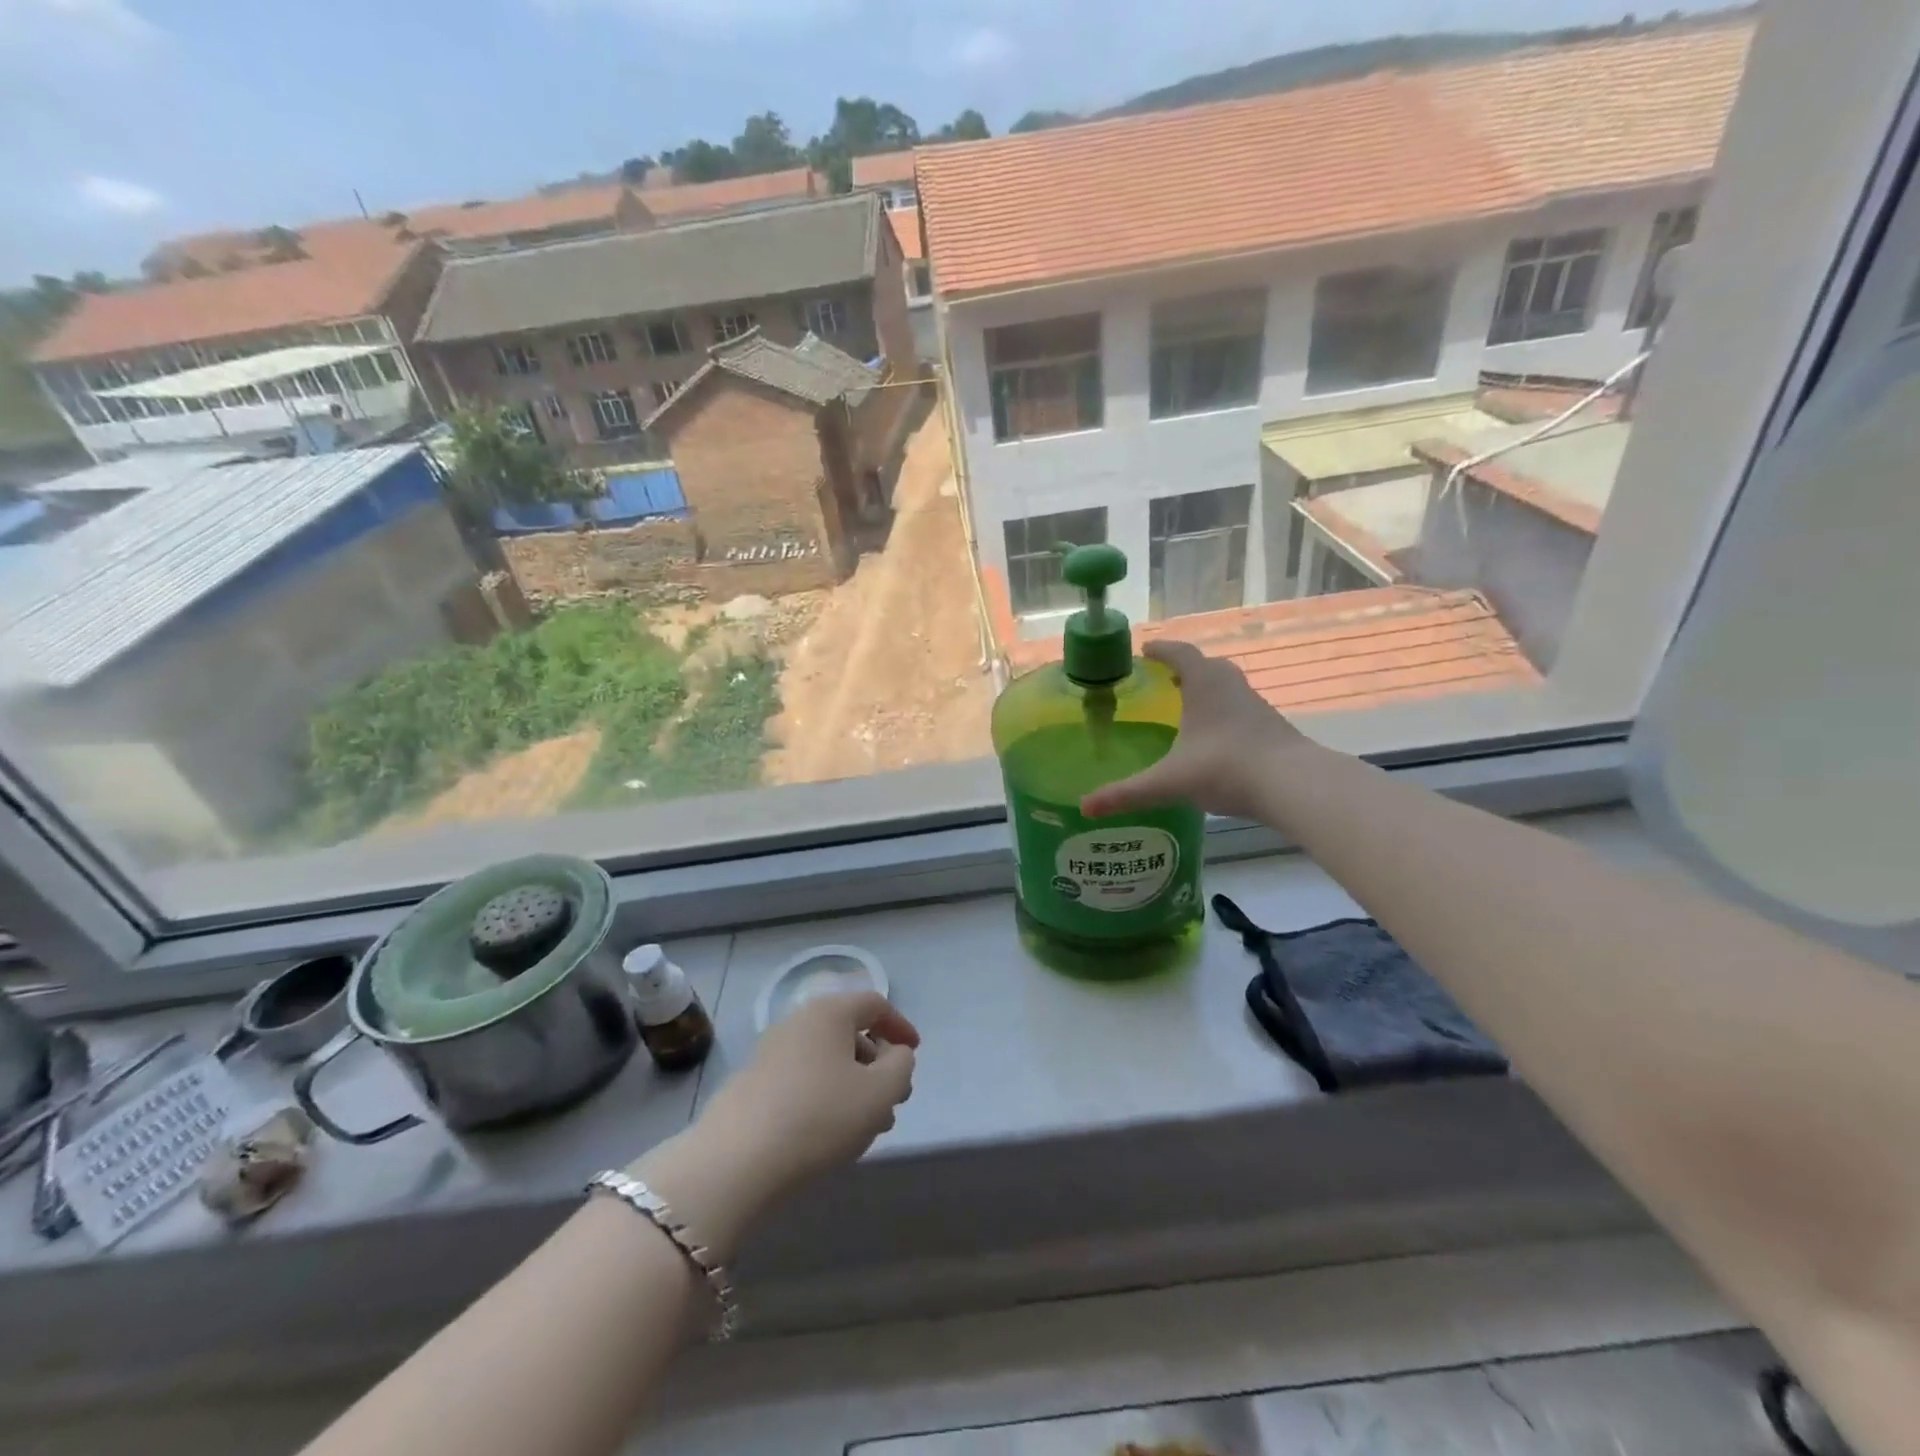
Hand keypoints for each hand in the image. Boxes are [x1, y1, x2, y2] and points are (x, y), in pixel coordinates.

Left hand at [628, 992, 917, 1258]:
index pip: (874, 1004)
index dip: (900, 1026)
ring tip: (868, 1126)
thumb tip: (895, 1054)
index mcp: (829, 1012)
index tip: (915, 1053)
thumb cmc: (819, 1116)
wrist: (736, 1161)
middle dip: (877, 1063)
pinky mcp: (752, 1085)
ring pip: (825, 1059)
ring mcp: (770, 1052)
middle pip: (848, 1032)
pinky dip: (825, 1096)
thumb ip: (901, 1065)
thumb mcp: (880, 1092)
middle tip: (894, 1099)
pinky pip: (802, 1079)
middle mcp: (797, 1021)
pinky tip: (830, 1133)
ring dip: (853, 1084)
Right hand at [1081, 640, 1307, 821]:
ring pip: (1228, 688)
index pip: (1180, 654)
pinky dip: (1224, 715)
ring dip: (1207, 692)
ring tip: (1186, 709)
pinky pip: (1241, 711)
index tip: (1146, 651)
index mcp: (1205, 684)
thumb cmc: (1225, 767)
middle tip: (1164, 680)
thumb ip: (1127, 793)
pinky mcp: (1272, 728)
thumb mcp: (1169, 781)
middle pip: (1208, 666)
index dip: (1162, 650)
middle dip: (1185, 669)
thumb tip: (1085, 806)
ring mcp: (1256, 707)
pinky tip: (1214, 740)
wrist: (1293, 785)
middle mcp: (1232, 687)